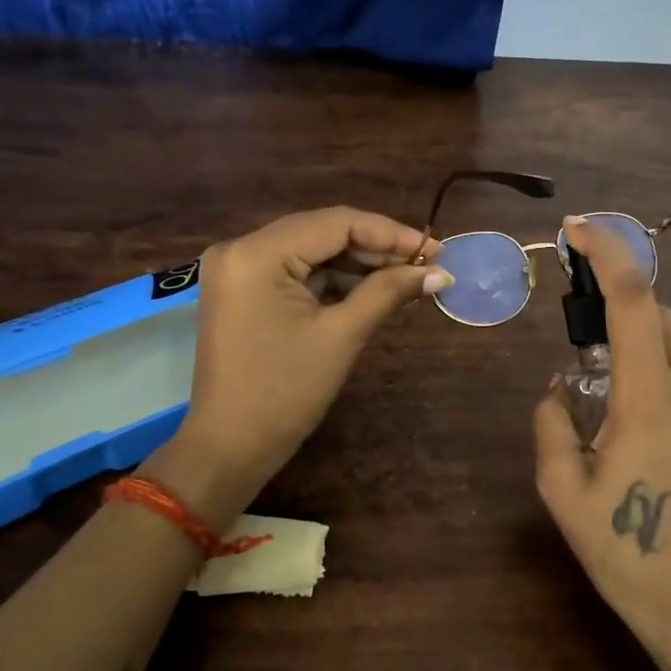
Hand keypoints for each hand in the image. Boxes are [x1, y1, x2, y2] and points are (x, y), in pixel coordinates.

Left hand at [143, 207, 449, 528]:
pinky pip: (294, 270)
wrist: (230, 447)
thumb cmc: (285, 393)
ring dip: (356, 263)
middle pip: (321, 231)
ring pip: (310, 250)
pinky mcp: (241, 289)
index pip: (335, 222)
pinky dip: (331, 278)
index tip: (435, 250)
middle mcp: (239, 248)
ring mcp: (237, 269)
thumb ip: (388, 292)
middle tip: (426, 265)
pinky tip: (370, 288)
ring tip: (406, 277)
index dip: (389, 233)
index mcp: (256, 253)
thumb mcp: (341, 336)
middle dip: (376, 247)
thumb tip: (440, 273)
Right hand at [533, 216, 670, 668]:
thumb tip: (558, 389)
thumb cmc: (627, 554)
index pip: (633, 301)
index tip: (579, 228)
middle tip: (588, 347)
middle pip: (663, 319)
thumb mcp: (563, 493)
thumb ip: (552, 424)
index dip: (607, 252)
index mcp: (652, 401)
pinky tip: (661, 448)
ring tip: (622, 419)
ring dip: (647, 362)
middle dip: (624, 314)